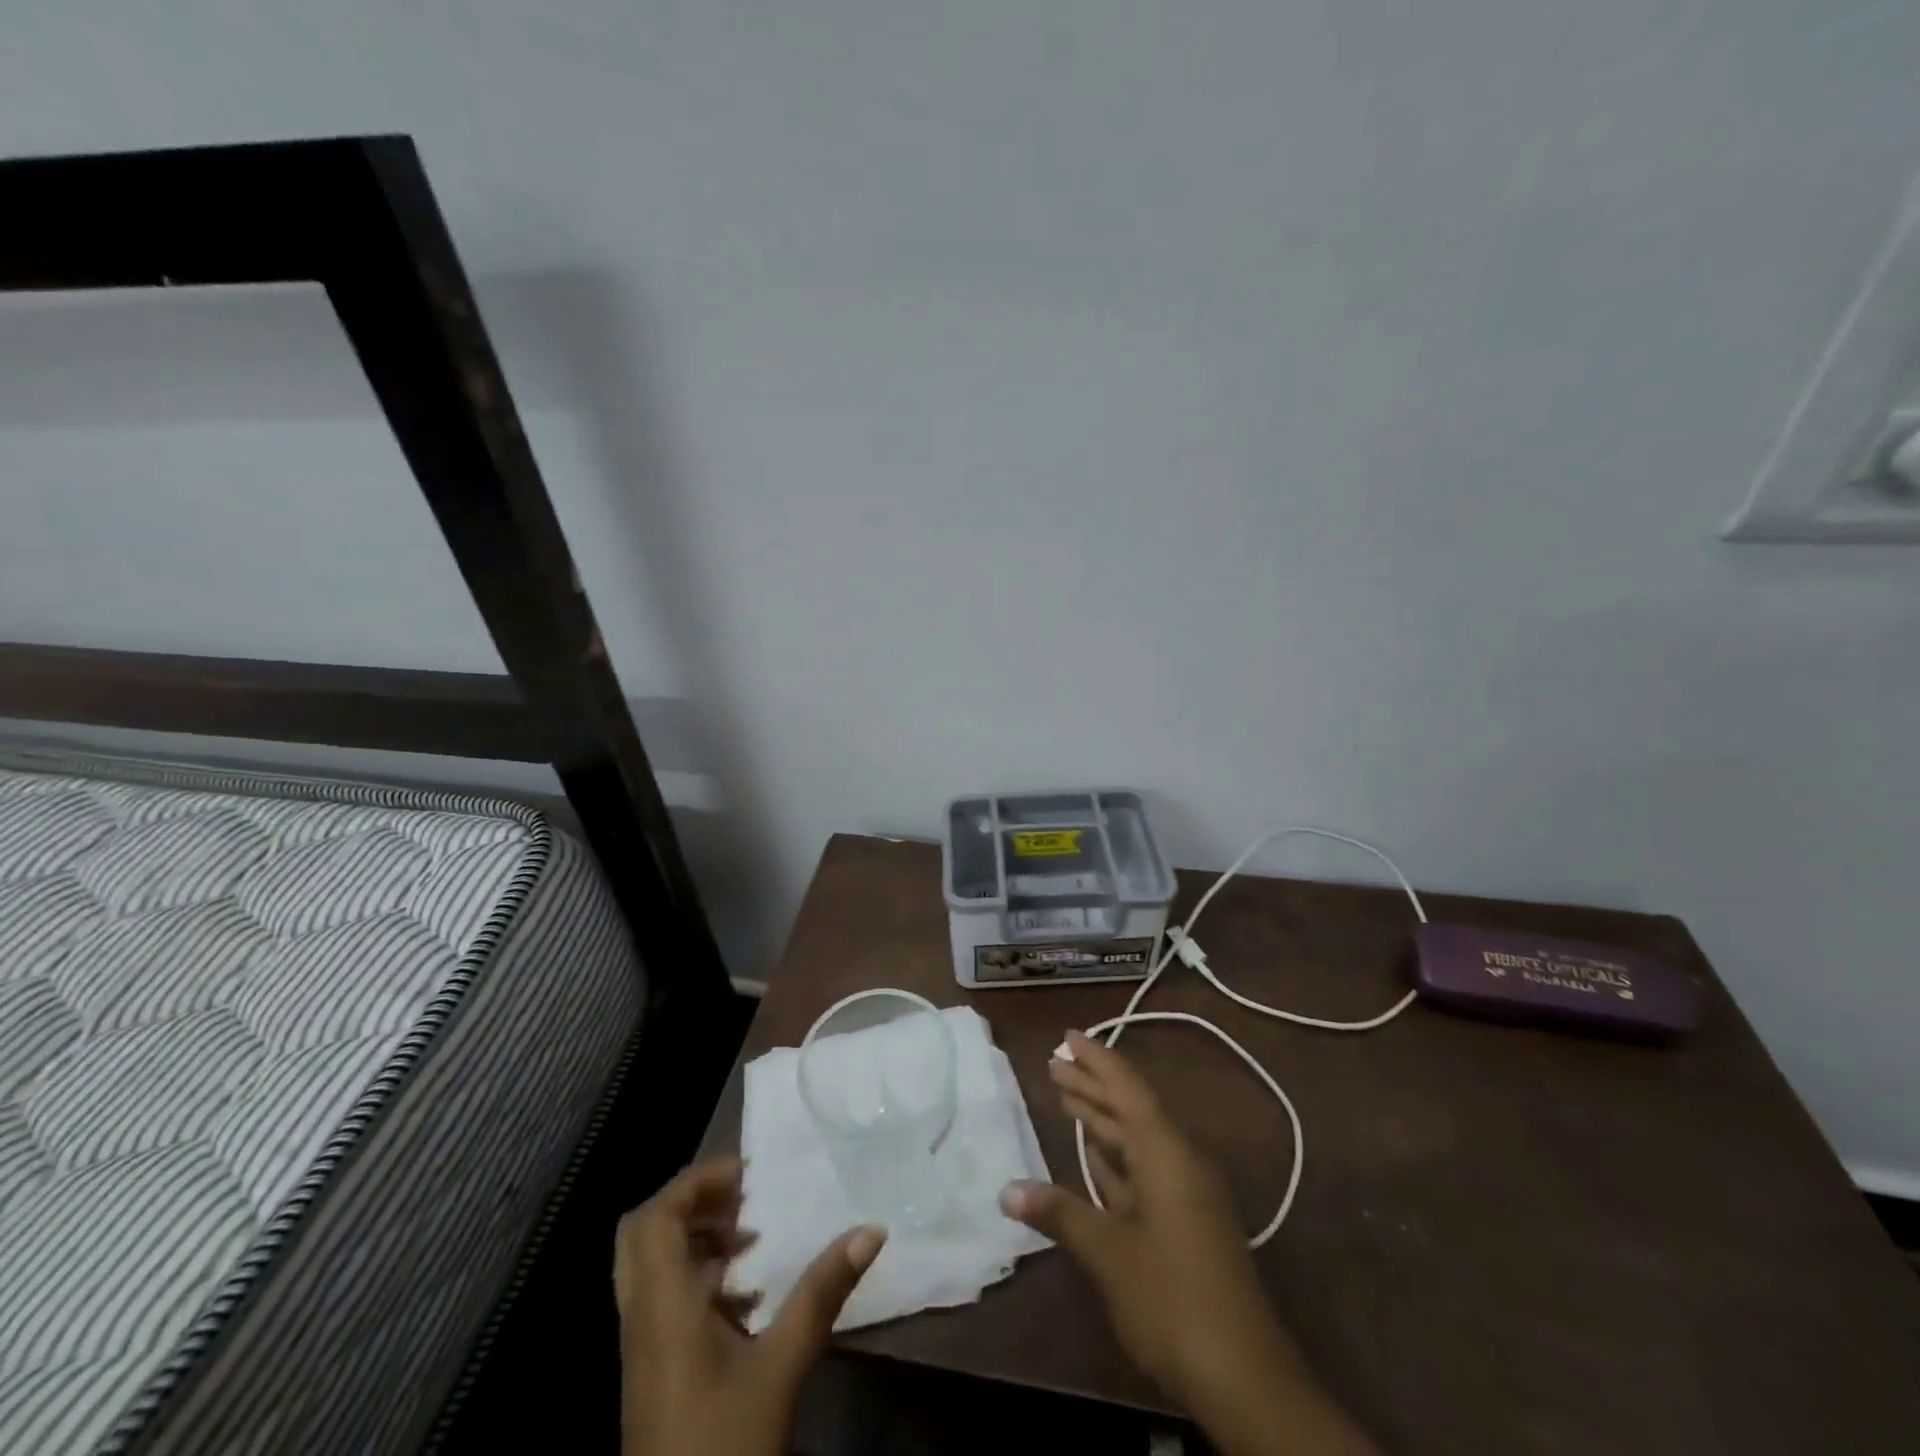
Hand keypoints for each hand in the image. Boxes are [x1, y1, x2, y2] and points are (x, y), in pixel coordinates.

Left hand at [614, 1157, 886, 1455]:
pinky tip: (748, 1298)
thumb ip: (822, 1293)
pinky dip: (700, 1277)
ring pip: (653, 1265)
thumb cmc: (725, 1444)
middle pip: (643, 1233)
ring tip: (753, 1240)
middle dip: (693, 1203)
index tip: (749, 1176)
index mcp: (661, 1307)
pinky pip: (665, 1298)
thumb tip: (872, 1229)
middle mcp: (642, 1317)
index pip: (655, 1217)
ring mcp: (644, 1347)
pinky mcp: (655, 1371)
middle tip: (744, 1198)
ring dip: (698, 1239)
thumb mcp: (781, 1367)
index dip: (696, 1182)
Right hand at [1001, 1032, 1377, 1455]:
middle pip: (1131, 1110)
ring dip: (1102, 1121)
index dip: (1097, 1059)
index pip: (1127, 1089)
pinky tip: (1093, 1156)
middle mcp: (1179, 1162)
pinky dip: (1115, 1159)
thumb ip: (1060, 1213)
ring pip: (1136, 1141)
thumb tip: (1008, 1189)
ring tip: (1066, 1097)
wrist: (1245, 1377)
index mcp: (1166, 1153)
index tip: (1068, 1035)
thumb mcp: (1109, 1253)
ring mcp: (1186, 1194)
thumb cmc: (1172, 1299)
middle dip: (1093, 1085)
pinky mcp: (1185, 1224)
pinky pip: (1144, 1171)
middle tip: (1054, 1063)